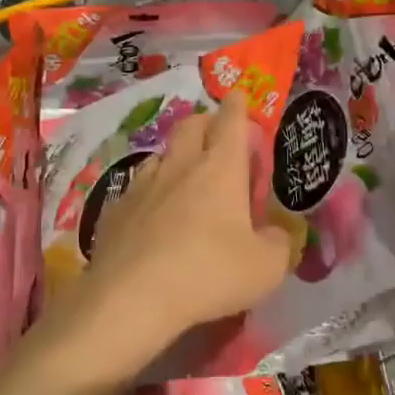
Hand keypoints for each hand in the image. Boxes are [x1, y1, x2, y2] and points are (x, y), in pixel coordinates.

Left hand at [55, 95, 294, 381]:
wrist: (132, 297)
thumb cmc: (209, 273)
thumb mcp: (266, 268)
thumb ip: (279, 244)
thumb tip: (276, 235)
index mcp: (221, 169)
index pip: (231, 122)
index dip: (237, 107)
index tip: (238, 97)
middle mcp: (180, 166)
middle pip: (191, 126)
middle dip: (206, 122)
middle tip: (216, 135)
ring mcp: (142, 186)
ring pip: (160, 155)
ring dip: (176, 157)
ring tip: (184, 177)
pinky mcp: (116, 210)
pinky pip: (136, 189)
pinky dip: (150, 194)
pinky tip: (152, 216)